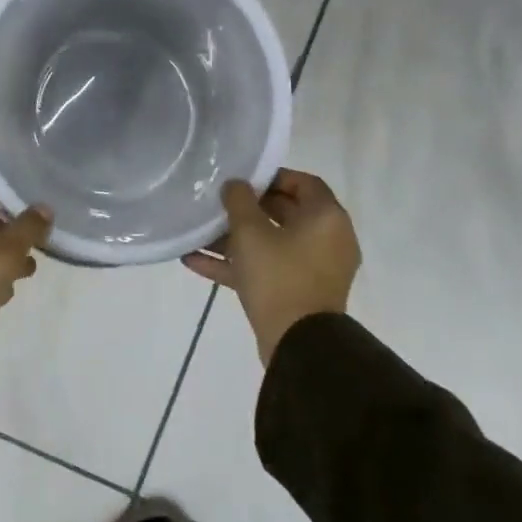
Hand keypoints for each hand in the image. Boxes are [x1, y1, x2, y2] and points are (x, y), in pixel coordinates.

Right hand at [183, 169, 360, 365]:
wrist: (298, 346)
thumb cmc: (278, 276)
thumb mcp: (250, 232)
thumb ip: (239, 200)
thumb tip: (236, 185)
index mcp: (326, 218)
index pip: (304, 182)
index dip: (272, 175)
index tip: (243, 178)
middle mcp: (327, 240)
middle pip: (286, 212)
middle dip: (248, 208)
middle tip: (219, 202)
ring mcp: (314, 269)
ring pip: (271, 243)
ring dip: (235, 238)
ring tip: (199, 232)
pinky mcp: (298, 293)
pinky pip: (267, 269)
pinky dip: (237, 264)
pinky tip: (194, 261)